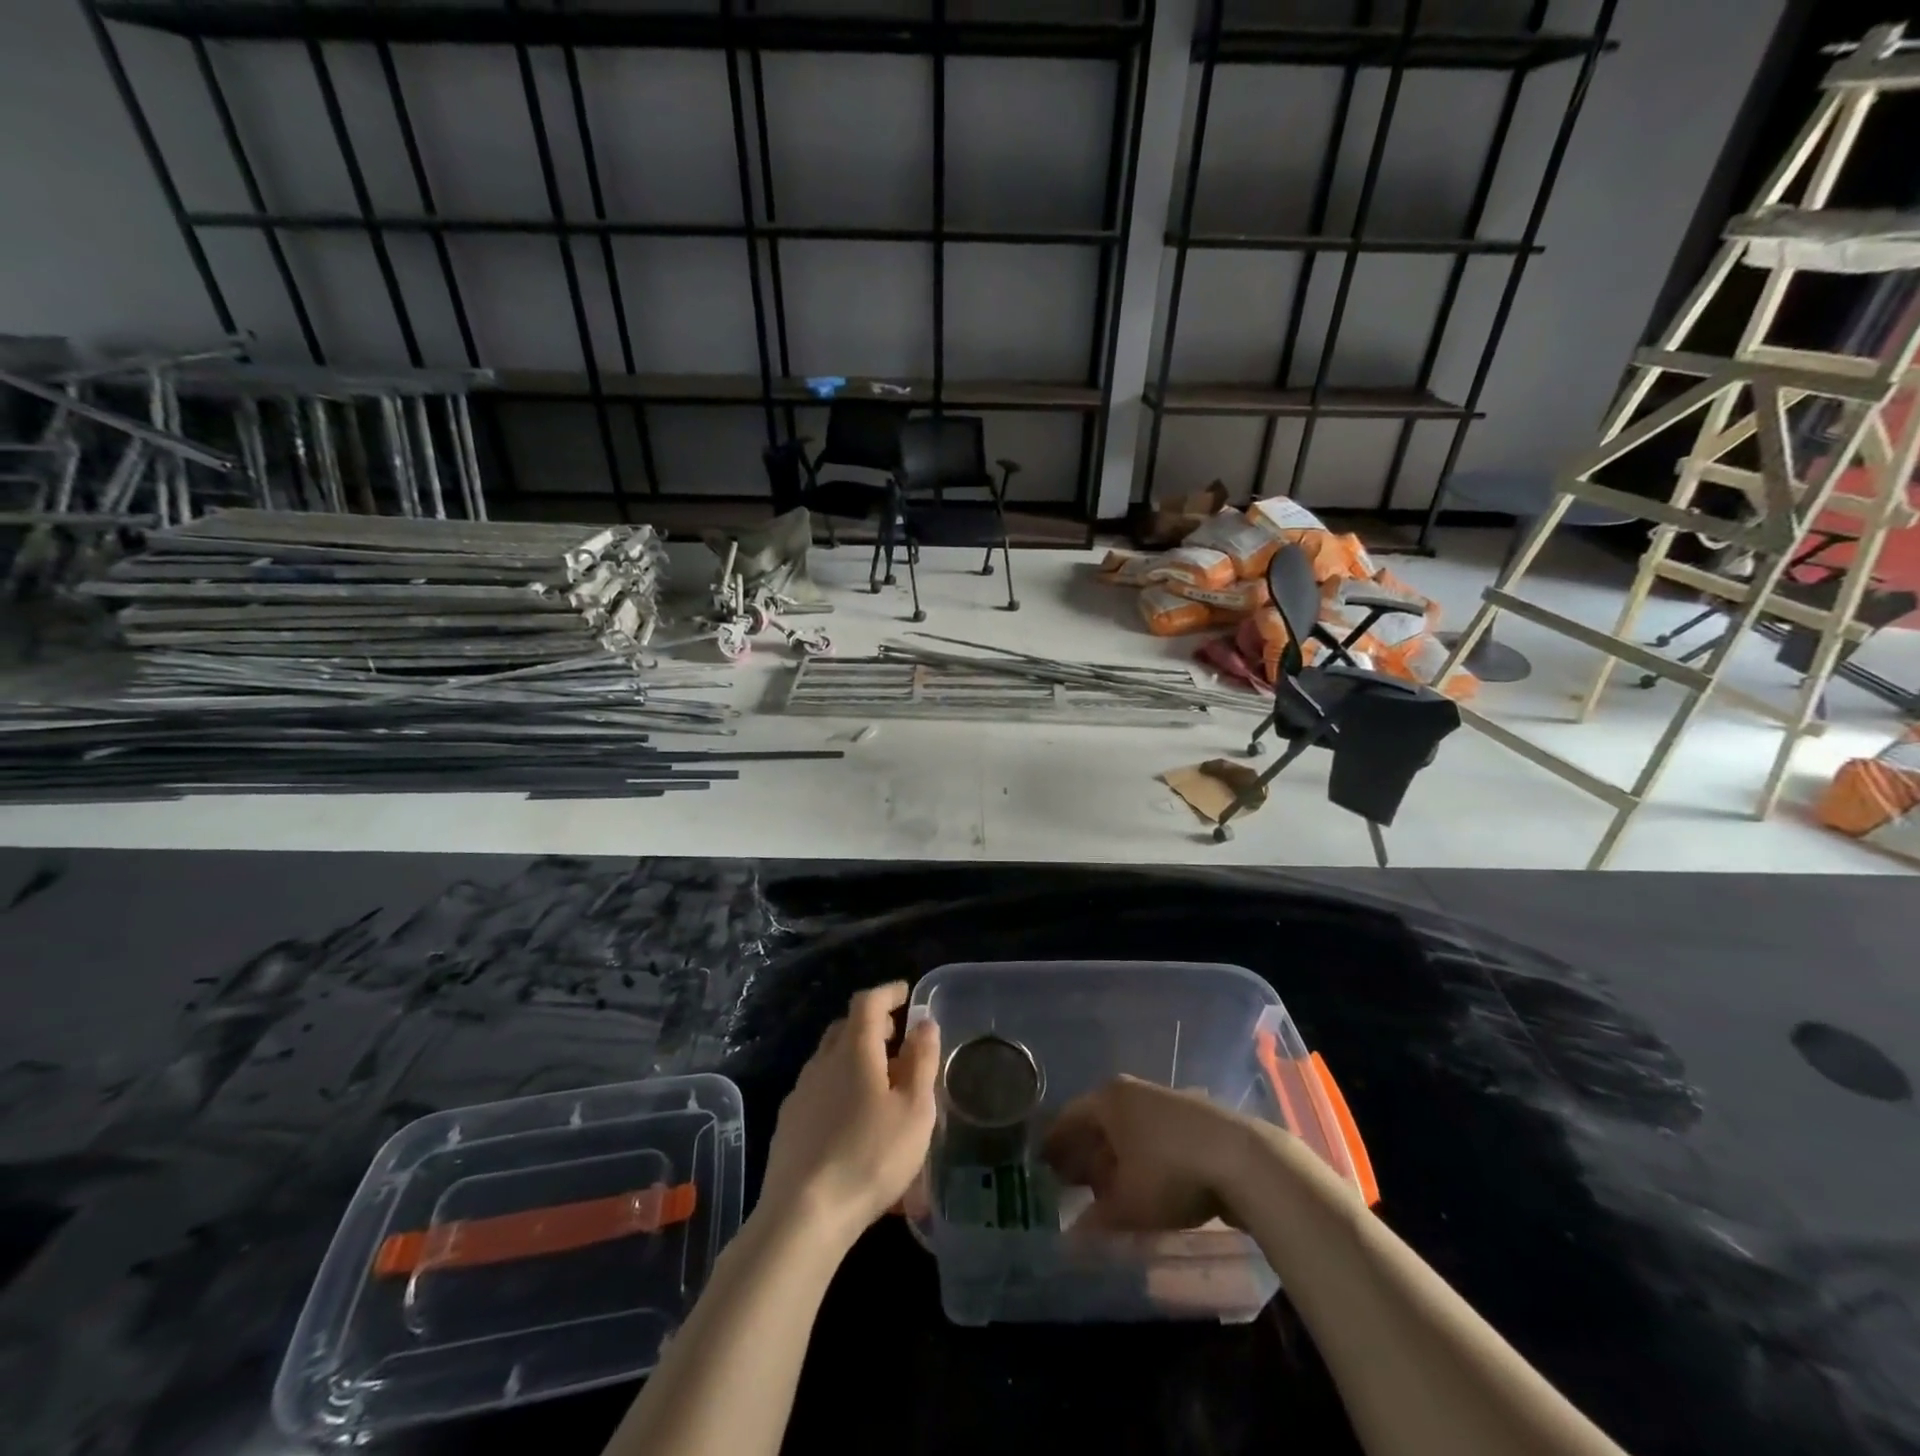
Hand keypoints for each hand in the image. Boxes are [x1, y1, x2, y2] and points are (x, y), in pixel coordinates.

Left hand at [757, 982, 939, 1250]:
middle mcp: (822, 1062)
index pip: (867, 1002)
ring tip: (881, 1083)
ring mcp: (800, 1094)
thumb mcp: (914, 1110)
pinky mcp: (788, 1125)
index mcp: (853, 1050)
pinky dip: (840, 1088)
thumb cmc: (870, 1156)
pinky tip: (852, 1120)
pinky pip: (819, 1090)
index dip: (888, 993)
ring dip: (855, 1058)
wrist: (802, 1216)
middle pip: (845, 1027)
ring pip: (830, 1060)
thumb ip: (922, 1061)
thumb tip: (924, 1024)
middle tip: (897, 1038)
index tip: (906, 994)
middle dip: (872, 1025)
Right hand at [1042, 1075, 1257, 1232]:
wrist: (1241, 1158)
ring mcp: (1163, 1101)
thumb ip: (1095, 1222)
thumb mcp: (1128, 1205)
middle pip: (1097, 1122)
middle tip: (1070, 1183)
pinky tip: (1144, 1187)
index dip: (1054, 1144)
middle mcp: (1131, 1091)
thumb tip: (1068, 1242)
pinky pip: (1151, 1136)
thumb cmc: (1169, 1172)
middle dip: (1084, 1153)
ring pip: (1127, 1129)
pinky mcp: (1191, 1118)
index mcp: (1108, 1099)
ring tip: (1107, 1192)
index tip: (1042, 1167)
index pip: (1069, 1118)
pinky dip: (1140, 1158)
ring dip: (1114, 1159)